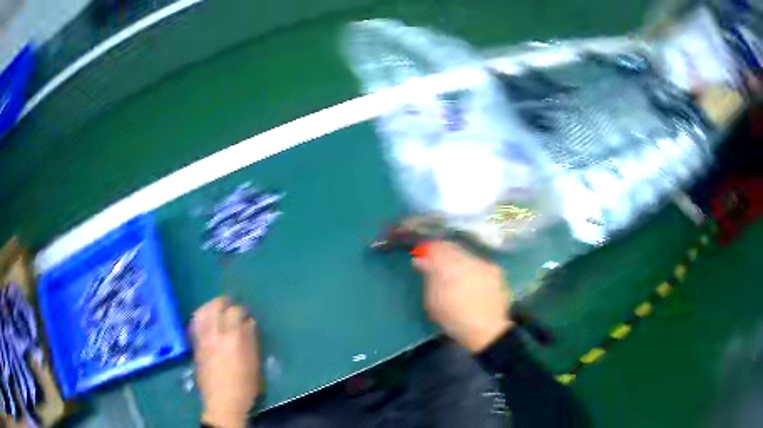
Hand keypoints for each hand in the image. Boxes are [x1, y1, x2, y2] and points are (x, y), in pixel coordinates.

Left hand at [191, 297, 259, 427]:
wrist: (222, 402)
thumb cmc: (244, 385)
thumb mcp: (253, 364)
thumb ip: (251, 340)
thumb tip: (249, 322)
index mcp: (232, 338)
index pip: (234, 312)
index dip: (241, 309)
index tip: (246, 313)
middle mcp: (214, 334)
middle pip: (214, 307)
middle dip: (223, 302)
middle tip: (230, 303)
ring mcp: (202, 339)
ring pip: (201, 312)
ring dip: (209, 306)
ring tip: (215, 307)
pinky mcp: (195, 346)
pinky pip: (194, 324)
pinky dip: (200, 317)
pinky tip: (204, 319)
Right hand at [413, 241, 514, 352]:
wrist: (487, 331)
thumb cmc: (454, 319)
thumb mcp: (433, 302)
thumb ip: (428, 277)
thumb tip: (420, 260)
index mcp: (450, 266)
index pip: (437, 247)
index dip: (429, 249)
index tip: (422, 256)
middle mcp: (469, 259)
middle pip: (453, 248)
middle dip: (444, 254)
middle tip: (437, 264)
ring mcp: (485, 264)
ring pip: (467, 255)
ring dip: (459, 261)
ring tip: (455, 275)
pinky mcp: (496, 271)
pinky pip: (480, 264)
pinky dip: (472, 269)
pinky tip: (471, 281)